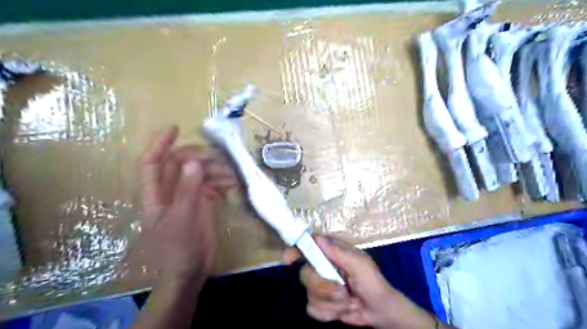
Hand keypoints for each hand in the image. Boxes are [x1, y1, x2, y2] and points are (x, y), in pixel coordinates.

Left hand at [138, 126, 238, 284]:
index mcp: (156, 194)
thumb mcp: (181, 218)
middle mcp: (172, 191)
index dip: (160, 144)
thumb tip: (194, 161)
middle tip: (221, 160)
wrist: (191, 271)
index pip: (152, 162)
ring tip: (233, 175)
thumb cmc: (177, 248)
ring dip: (217, 171)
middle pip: (182, 164)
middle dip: (201, 158)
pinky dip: (224, 181)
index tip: (176, 129)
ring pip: (201, 173)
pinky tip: (235, 183)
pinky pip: (214, 184)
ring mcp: (190, 196)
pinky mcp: (205, 202)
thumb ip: (187, 189)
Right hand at [282, 237, 437, 328]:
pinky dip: (328, 312)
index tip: (288, 260)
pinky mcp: (320, 303)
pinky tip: (341, 310)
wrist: (379, 310)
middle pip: (305, 273)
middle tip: (342, 290)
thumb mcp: (359, 264)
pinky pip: (312, 308)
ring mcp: (320, 285)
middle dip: (323, 286)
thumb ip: (338, 252)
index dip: (295, 250)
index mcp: (331, 252)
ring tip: (347, 301)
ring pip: (309, 293)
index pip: (307, 245)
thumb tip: (317, 238)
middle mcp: (322, 266)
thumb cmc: (372, 281)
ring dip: (330, 301)